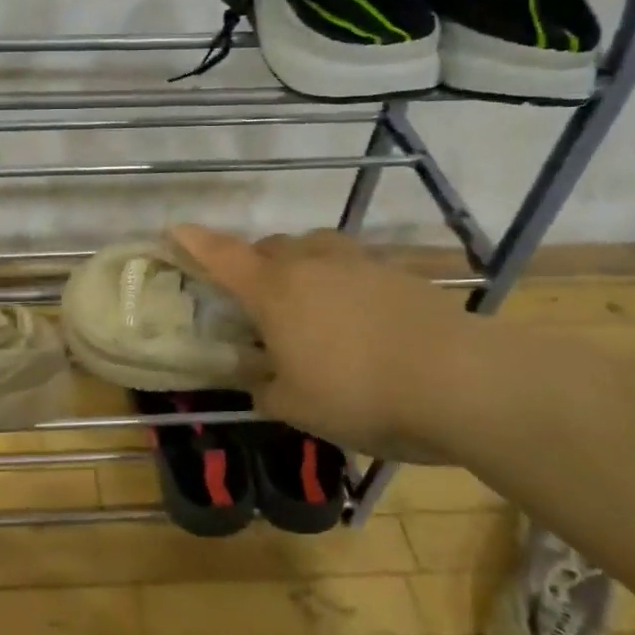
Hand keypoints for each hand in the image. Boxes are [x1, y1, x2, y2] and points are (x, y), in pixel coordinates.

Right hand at [170, 225, 486, 462]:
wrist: (461, 382)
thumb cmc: (358, 393)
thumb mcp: (295, 406)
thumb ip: (265, 388)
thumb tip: (257, 377)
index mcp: (274, 290)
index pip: (222, 257)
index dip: (194, 242)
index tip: (173, 228)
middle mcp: (312, 263)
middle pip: (270, 248)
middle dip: (254, 263)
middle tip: (252, 297)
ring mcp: (360, 263)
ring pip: (315, 249)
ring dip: (299, 265)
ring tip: (306, 302)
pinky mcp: (400, 274)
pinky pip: (353, 266)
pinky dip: (341, 282)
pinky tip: (355, 318)